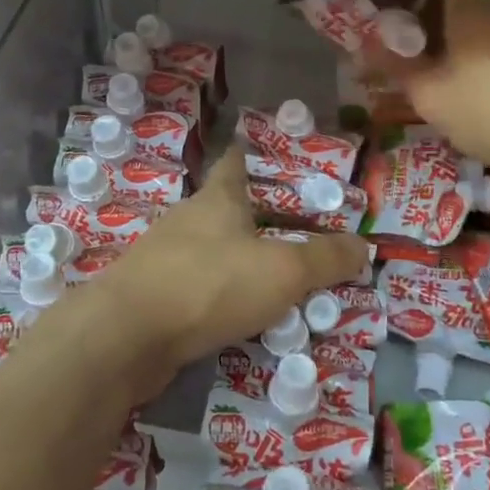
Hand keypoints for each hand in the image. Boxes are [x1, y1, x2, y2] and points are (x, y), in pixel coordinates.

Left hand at [41, 148, 368, 402]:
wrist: (126, 337)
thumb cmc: (209, 284)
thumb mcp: (282, 271)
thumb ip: (325, 260)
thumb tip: (362, 246)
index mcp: (218, 199)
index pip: (236, 161)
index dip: (255, 153)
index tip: (275, 154)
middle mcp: (190, 219)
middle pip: (229, 208)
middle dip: (261, 216)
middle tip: (301, 230)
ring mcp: (166, 257)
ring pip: (214, 249)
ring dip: (243, 259)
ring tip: (280, 277)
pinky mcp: (154, 295)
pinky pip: (200, 287)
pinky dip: (223, 295)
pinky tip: (243, 315)